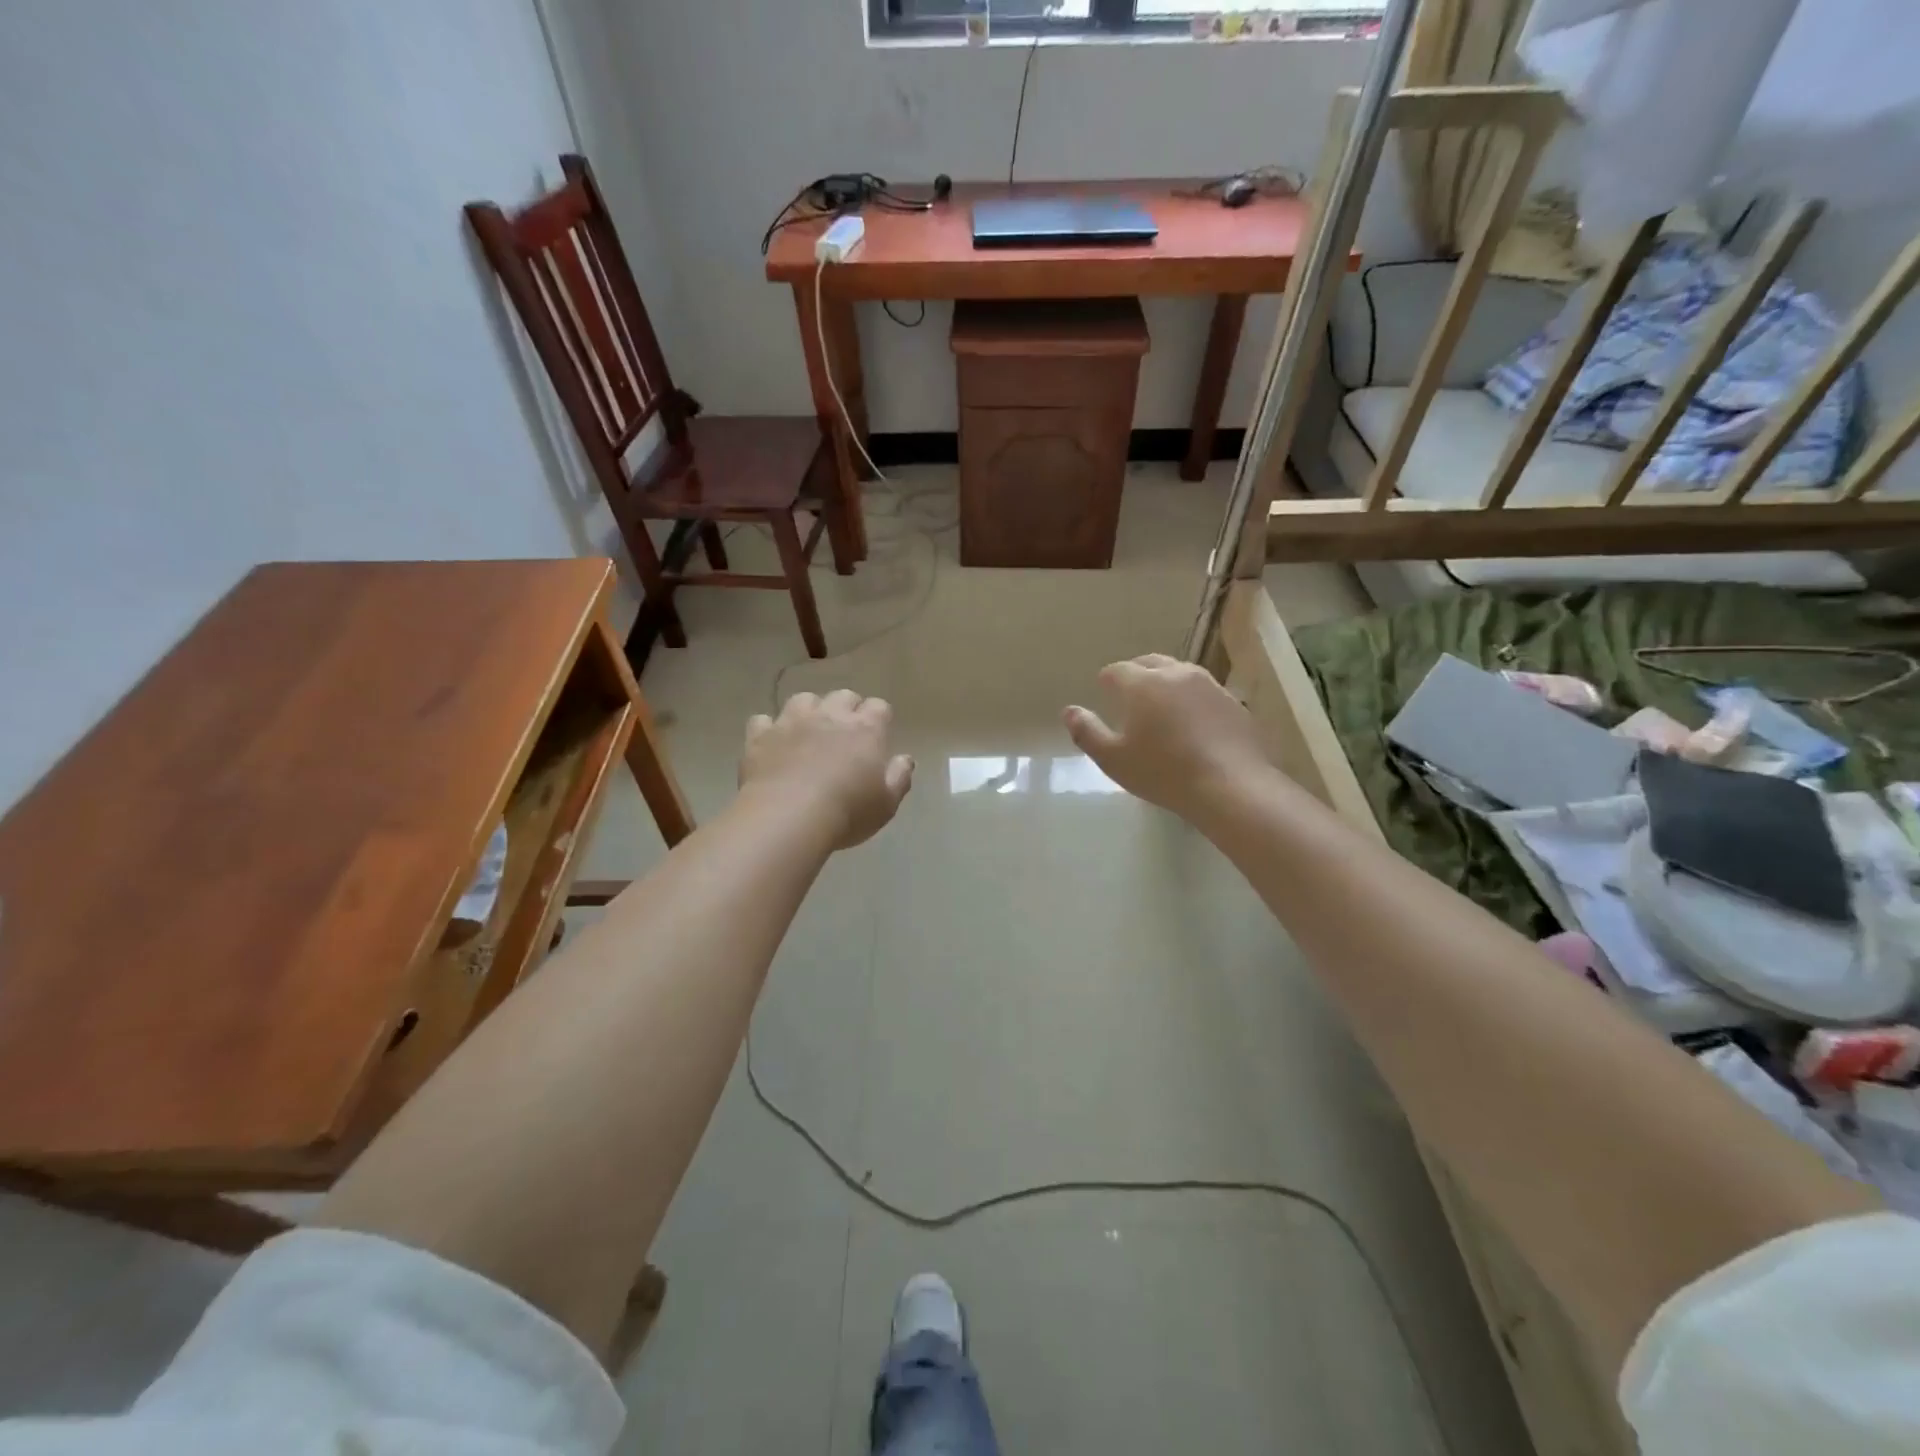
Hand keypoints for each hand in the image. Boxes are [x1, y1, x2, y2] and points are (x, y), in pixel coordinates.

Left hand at [741, 691, 913, 849]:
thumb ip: (900, 777)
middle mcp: (829, 716)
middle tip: (845, 734)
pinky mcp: (760, 736)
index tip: (878, 735)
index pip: (879, 708)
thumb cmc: (847, 812)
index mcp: (865, 729)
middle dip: (847, 709)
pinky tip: (771, 744)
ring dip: (809, 711)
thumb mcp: (887, 803)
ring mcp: (791, 722)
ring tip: (808, 731)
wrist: (788, 817)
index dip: (879, 718)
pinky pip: (763, 721)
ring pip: (803, 699)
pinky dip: (768, 729)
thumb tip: (905, 759)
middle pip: (843, 696)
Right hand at [1063, 655, 1272, 822]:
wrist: (1231, 786)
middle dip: (1135, 675)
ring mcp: (1209, 685)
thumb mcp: (1113, 759)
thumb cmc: (1163, 773)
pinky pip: (1204, 691)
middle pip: (1149, 662)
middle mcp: (1176, 674)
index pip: (1116, 671)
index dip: (1106, 683)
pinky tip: (1192, 725)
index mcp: (1142, 684)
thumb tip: (1070, 711)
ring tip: (1161, 709)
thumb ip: (1087, 732)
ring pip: (1179, 673)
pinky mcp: (1232, 702)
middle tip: (1129, 699)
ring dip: (1165, 684)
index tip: (1104, 697)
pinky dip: (1191, 700)